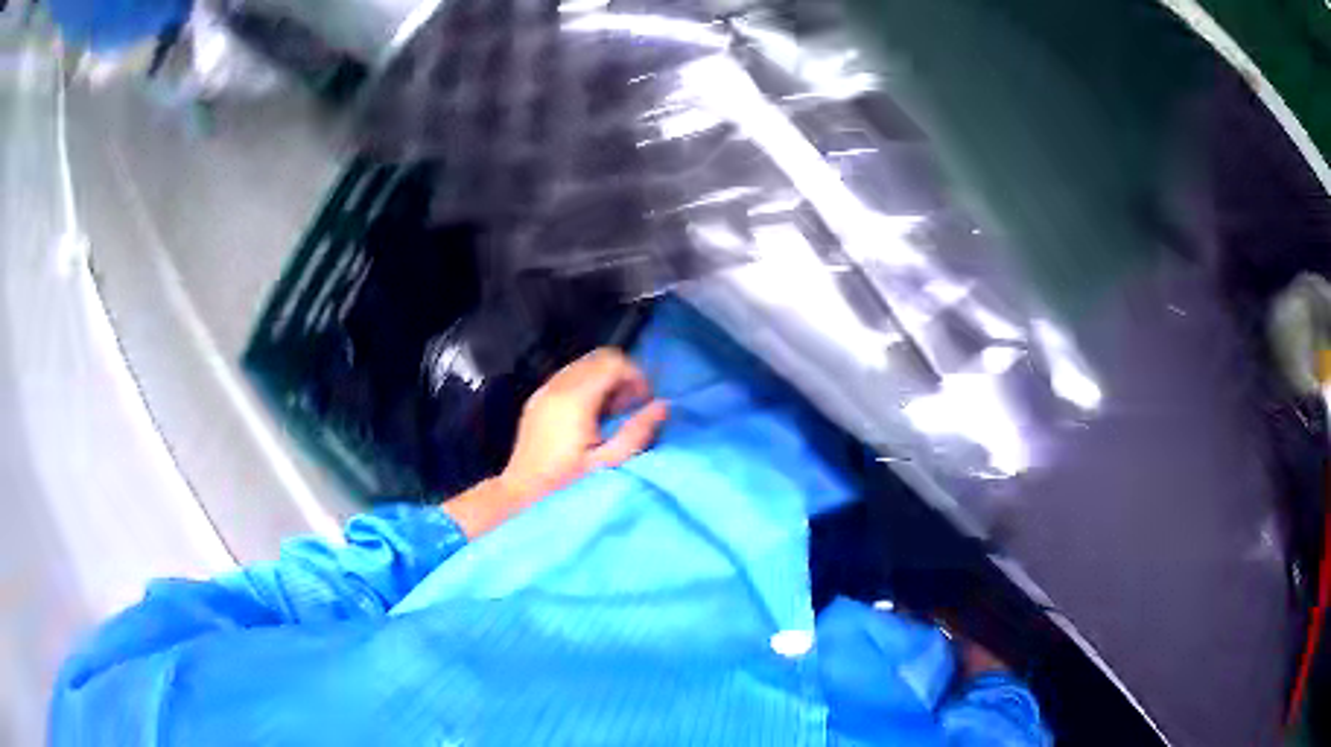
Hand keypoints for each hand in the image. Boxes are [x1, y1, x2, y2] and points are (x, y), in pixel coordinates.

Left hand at [443, 348, 668, 537]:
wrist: (521, 494)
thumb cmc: (567, 484)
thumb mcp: (608, 464)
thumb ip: (637, 433)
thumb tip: (663, 405)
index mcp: (575, 399)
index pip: (613, 362)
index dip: (636, 376)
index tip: (644, 402)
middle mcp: (557, 386)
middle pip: (598, 357)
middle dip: (622, 375)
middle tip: (630, 406)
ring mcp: (543, 391)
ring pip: (583, 364)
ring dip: (604, 380)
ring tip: (612, 413)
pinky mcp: (537, 399)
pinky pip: (568, 377)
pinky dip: (586, 385)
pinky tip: (591, 415)